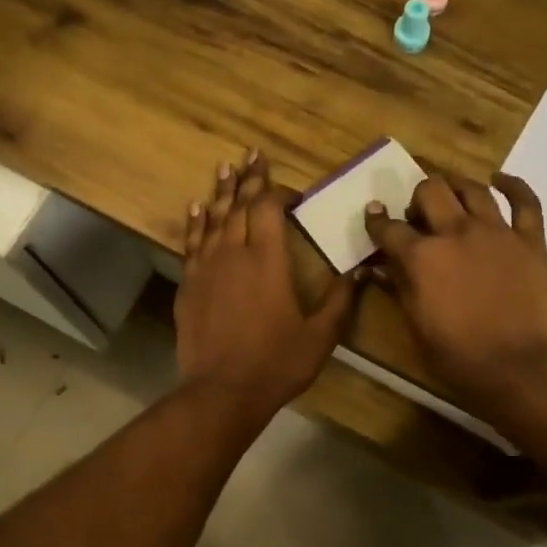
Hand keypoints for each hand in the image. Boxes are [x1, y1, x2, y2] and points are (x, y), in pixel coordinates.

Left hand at [176, 150, 356, 417]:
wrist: (222, 392)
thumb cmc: (276, 363)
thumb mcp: (320, 335)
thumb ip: (340, 300)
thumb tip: (358, 271)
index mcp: (268, 260)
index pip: (268, 209)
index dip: (277, 192)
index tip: (290, 192)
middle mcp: (234, 253)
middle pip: (238, 205)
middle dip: (247, 179)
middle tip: (250, 154)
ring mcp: (206, 268)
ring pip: (212, 219)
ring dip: (219, 191)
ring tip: (224, 167)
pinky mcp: (188, 286)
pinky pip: (191, 243)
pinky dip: (195, 223)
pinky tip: (196, 208)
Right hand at [363, 170, 546, 412]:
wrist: (520, 367)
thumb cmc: (459, 357)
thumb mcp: (417, 327)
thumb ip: (400, 290)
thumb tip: (380, 269)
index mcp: (422, 257)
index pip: (389, 228)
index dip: (377, 221)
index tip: (374, 215)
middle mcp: (456, 232)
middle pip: (431, 191)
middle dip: (418, 197)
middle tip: (418, 215)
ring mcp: (496, 232)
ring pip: (472, 188)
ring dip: (455, 186)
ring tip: (450, 192)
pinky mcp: (530, 240)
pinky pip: (525, 202)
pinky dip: (512, 186)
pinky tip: (499, 180)